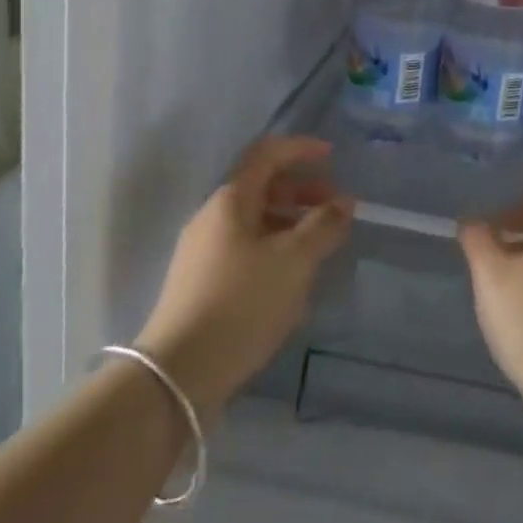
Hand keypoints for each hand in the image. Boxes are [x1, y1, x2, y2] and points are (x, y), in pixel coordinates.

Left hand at [135, 137, 353, 412]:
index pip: (267, 154)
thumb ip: (323, 226)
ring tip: (321, 245)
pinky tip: (293, 276)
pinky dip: (275, 247)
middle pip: (261, 187)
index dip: (300, 149)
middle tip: (335, 208)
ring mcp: (203, 251)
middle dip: (301, 190)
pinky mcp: (202, 283)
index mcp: (231, 200)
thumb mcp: (294, 261)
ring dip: (291, 222)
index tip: (332, 155)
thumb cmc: (241, 303)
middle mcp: (212, 217)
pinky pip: (246, 248)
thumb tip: (344, 203)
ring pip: (255, 220)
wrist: (178, 374)